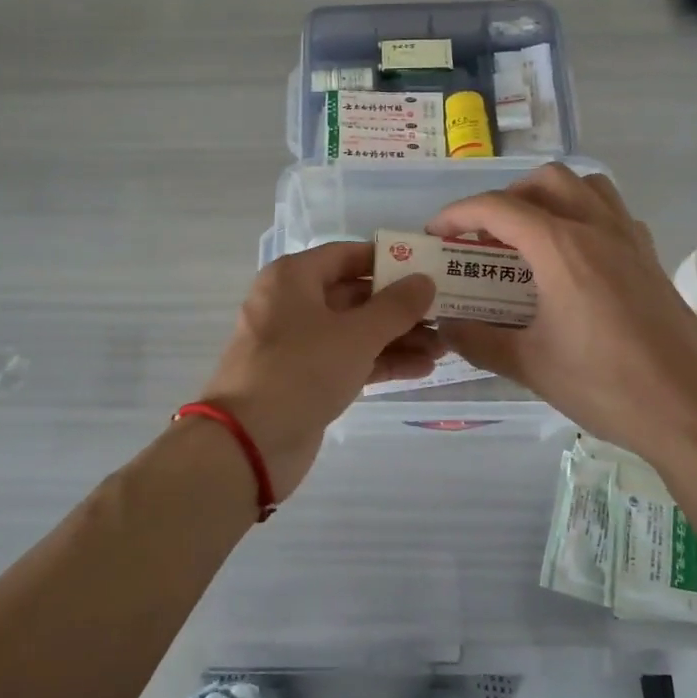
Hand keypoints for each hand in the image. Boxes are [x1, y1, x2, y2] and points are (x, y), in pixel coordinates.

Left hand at [200, 242, 438, 499]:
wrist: (250, 442)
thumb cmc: (301, 370)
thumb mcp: (356, 334)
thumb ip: (396, 306)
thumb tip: (425, 280)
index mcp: (293, 277)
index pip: (348, 255)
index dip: (389, 261)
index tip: (428, 268)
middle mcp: (292, 303)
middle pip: (355, 295)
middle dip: (400, 306)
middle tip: (445, 312)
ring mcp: (298, 344)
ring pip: (355, 331)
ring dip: (397, 337)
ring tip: (444, 346)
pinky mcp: (306, 378)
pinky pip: (349, 359)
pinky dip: (381, 361)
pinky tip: (423, 368)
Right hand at [429, 165, 696, 480]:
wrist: (693, 411)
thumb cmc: (607, 386)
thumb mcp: (530, 366)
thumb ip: (479, 340)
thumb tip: (446, 326)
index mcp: (562, 248)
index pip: (498, 208)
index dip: (458, 214)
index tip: (435, 233)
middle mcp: (597, 229)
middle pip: (545, 181)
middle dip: (506, 198)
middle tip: (485, 236)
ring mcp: (631, 240)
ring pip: (586, 187)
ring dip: (550, 197)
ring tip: (529, 237)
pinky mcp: (651, 259)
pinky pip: (612, 213)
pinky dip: (583, 216)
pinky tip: (573, 259)